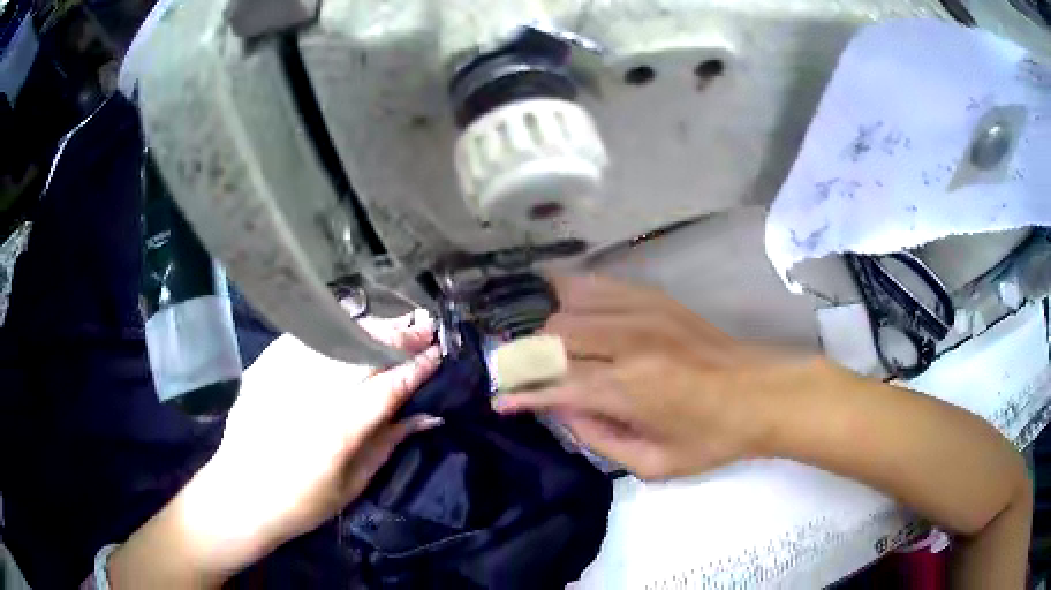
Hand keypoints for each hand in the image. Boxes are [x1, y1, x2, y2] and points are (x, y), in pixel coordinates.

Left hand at [109, 311, 441, 586]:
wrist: (240, 496)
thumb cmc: (301, 504)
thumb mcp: (354, 484)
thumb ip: (389, 443)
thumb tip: (427, 415)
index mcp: (338, 430)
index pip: (388, 388)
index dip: (417, 368)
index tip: (438, 353)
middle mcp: (311, 394)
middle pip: (361, 351)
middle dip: (398, 336)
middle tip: (423, 326)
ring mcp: (282, 375)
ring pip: (334, 337)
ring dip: (368, 328)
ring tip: (391, 325)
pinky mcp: (263, 367)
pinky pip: (303, 337)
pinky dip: (330, 330)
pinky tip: (345, 329)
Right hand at [493, 275, 817, 479]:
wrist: (762, 393)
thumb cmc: (712, 438)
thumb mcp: (654, 464)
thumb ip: (599, 438)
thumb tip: (561, 409)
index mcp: (630, 389)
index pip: (555, 385)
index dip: (521, 393)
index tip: (500, 400)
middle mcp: (629, 341)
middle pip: (554, 336)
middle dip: (530, 359)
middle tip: (523, 376)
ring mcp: (642, 311)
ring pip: (570, 304)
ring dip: (547, 327)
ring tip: (540, 345)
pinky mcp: (654, 297)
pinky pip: (598, 283)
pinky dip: (571, 292)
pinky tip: (559, 300)